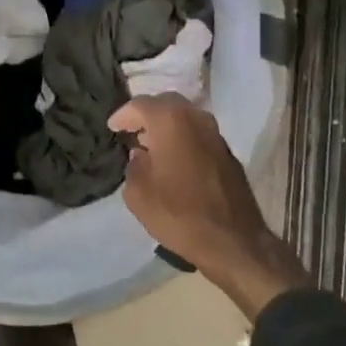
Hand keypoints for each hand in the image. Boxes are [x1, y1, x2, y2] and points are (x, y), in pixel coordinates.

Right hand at [108, 94, 311, 320]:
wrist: (233, 241)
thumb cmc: (180, 214)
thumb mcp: (139, 195)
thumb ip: (133, 167)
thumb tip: (139, 156)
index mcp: (171, 121)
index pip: (140, 105)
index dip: (123, 115)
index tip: (112, 128)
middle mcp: (196, 118)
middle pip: (166, 104)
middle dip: (146, 114)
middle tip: (131, 131)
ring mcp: (216, 133)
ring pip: (185, 117)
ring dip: (166, 126)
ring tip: (150, 145)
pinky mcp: (227, 152)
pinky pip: (197, 134)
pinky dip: (182, 138)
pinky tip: (173, 158)